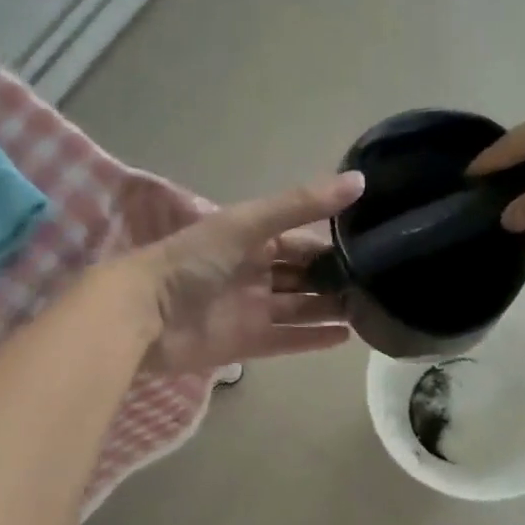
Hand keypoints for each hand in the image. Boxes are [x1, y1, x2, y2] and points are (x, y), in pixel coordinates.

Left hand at [127, 172, 364, 374]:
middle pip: (303, 277)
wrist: (144, 314)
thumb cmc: (192, 261)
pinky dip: (313, 339)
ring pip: (300, 309)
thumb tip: (360, 181)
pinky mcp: (248, 343)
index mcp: (252, 240)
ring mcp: (252, 310)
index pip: (301, 241)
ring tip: (372, 310)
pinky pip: (288, 340)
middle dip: (336, 279)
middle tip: (380, 284)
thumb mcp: (247, 223)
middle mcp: (255, 274)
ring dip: (330, 309)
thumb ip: (300, 205)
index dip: (333, 244)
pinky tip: (345, 338)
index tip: (373, 246)